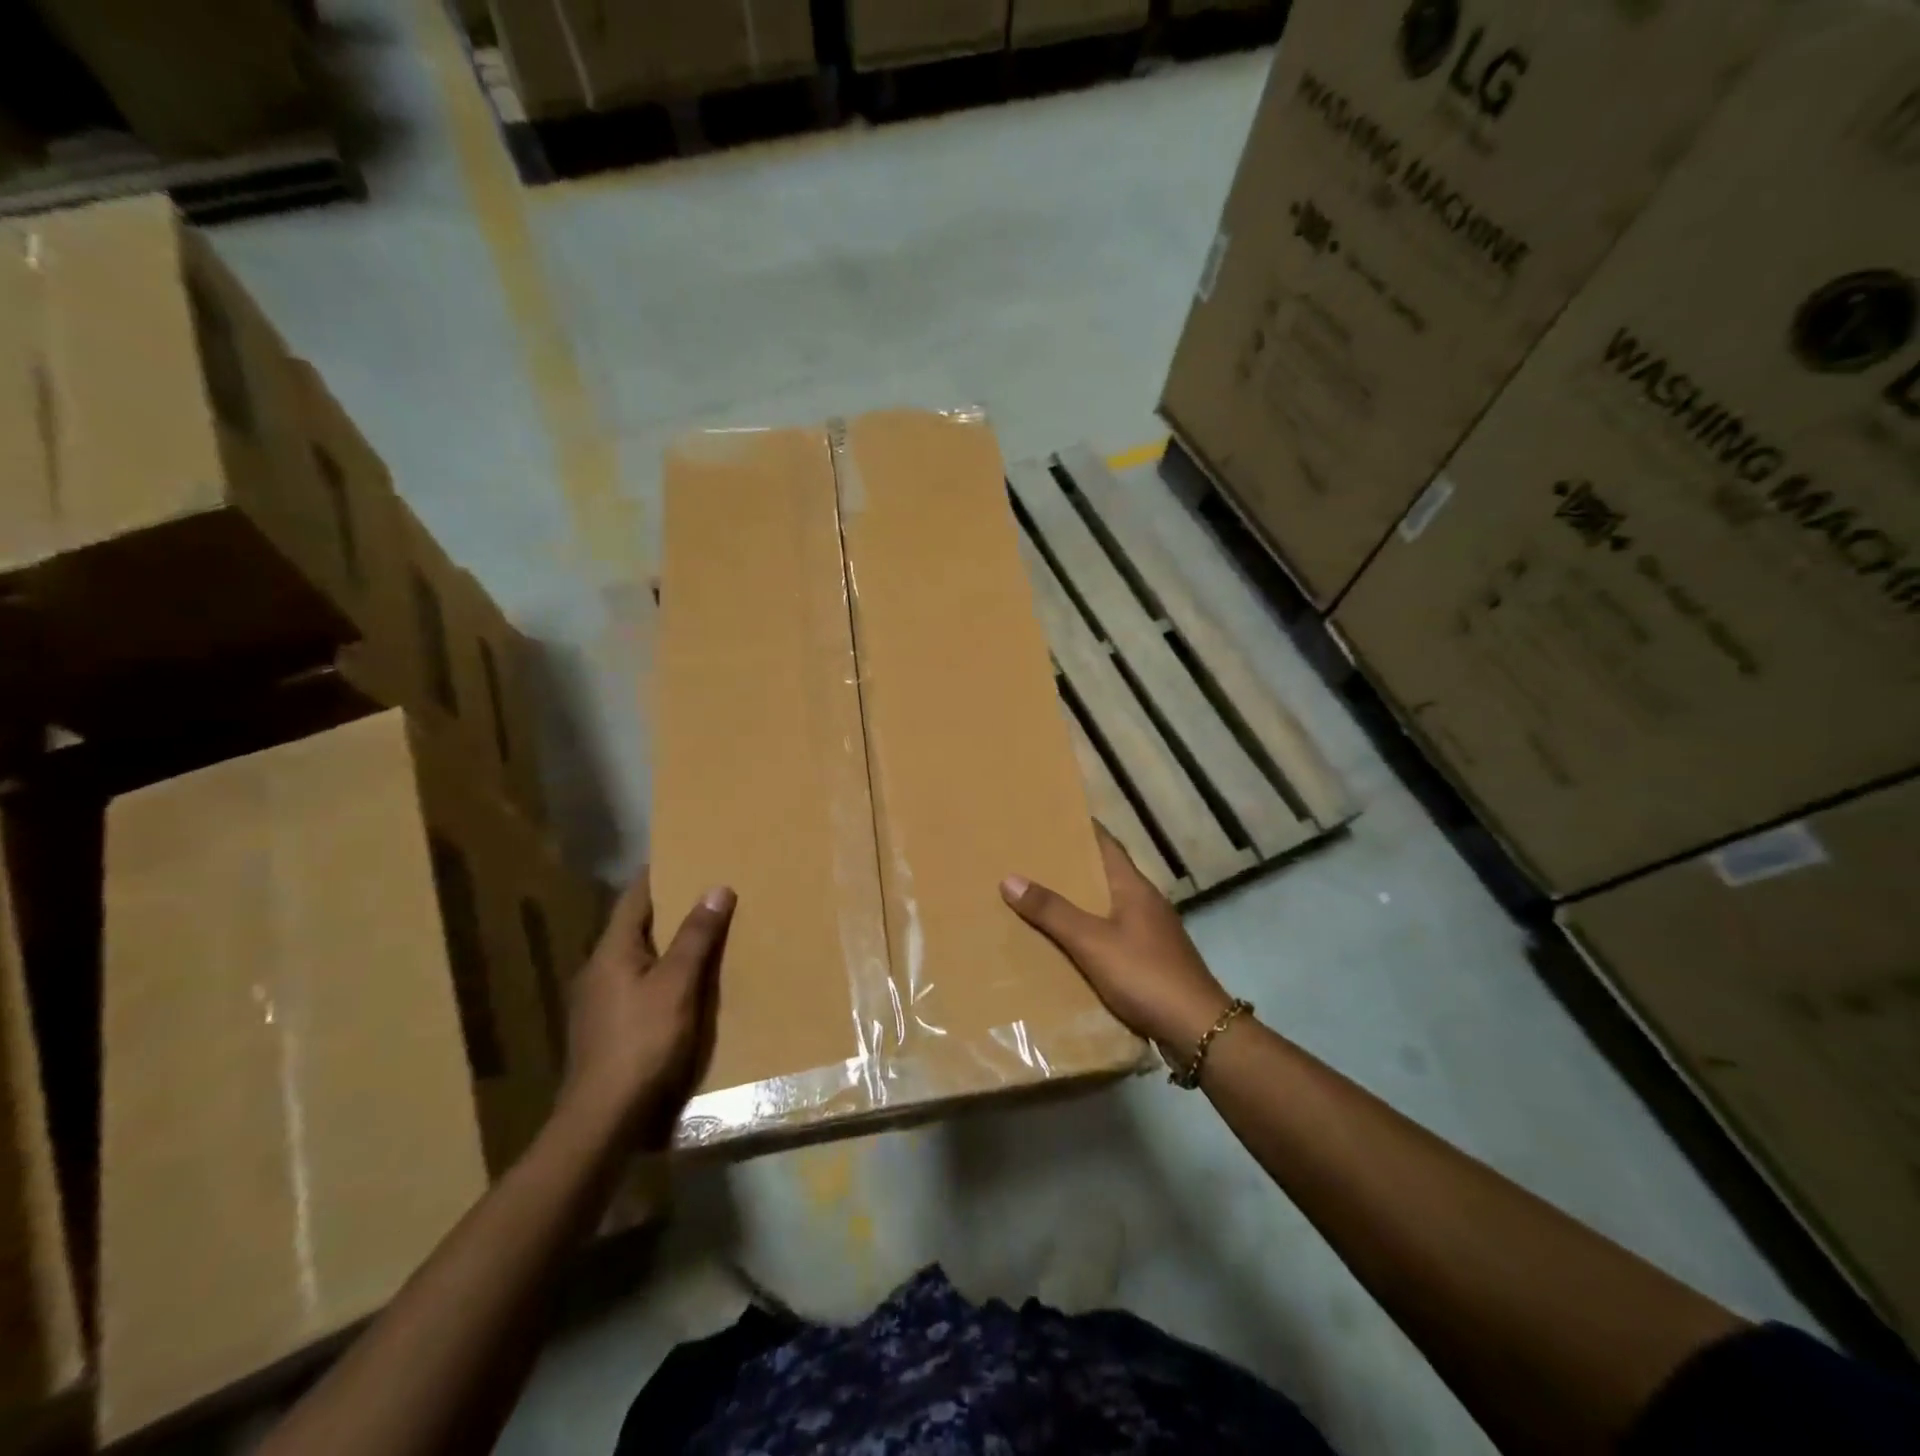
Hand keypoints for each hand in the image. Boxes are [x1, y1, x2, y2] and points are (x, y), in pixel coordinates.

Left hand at [560, 870, 735, 1147]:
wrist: (603, 1117)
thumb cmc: (642, 1042)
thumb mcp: (677, 985)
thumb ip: (695, 937)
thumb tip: (716, 888)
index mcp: (611, 951)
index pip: (633, 898)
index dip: (657, 875)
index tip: (683, 855)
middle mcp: (597, 970)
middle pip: (634, 927)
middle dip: (667, 909)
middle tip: (704, 892)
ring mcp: (597, 1002)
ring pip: (635, 958)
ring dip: (664, 943)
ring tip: (700, 935)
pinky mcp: (605, 1028)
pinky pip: (636, 984)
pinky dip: (659, 972)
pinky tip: (681, 985)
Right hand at [1001, 825, 1231, 1054]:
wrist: (1197, 1029)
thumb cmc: (1145, 974)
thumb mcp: (1092, 941)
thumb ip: (1053, 911)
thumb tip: (1010, 878)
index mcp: (1134, 887)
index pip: (1106, 843)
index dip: (1082, 828)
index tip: (1052, 816)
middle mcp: (1145, 902)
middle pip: (1105, 873)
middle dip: (1073, 865)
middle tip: (1034, 857)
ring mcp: (1152, 931)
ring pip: (1109, 904)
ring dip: (1080, 899)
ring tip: (1043, 897)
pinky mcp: (1152, 958)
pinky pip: (1114, 932)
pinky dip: (1090, 929)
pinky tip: (1070, 942)